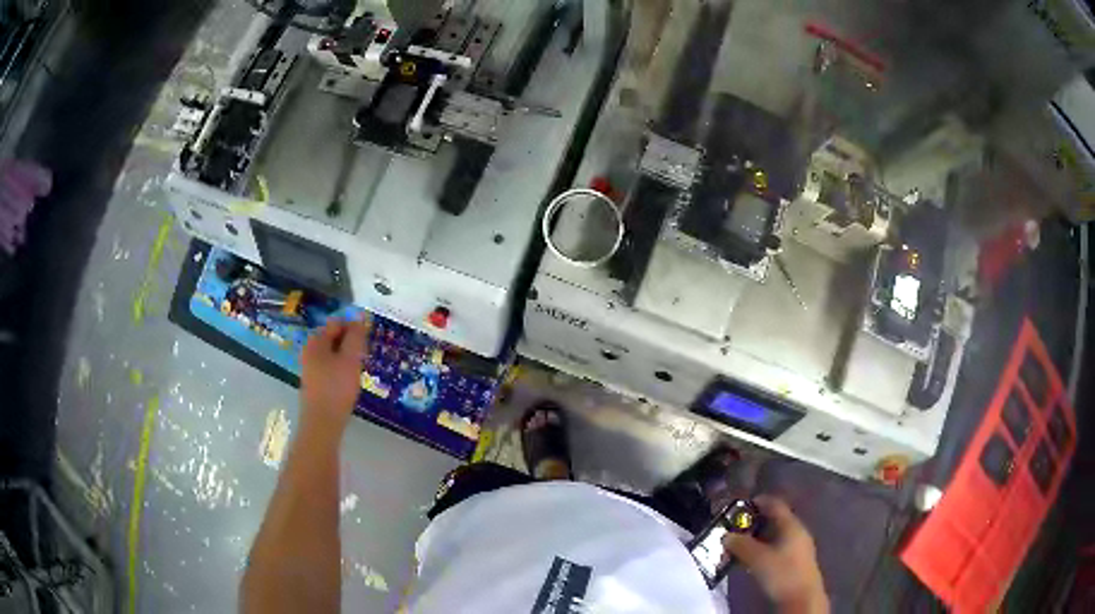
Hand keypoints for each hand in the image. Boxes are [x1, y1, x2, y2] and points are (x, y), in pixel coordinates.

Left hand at [300, 319, 368, 435]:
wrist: (322, 422)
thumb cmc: (337, 387)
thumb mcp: (350, 359)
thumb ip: (356, 336)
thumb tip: (360, 317)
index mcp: (316, 340)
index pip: (337, 323)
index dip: (354, 329)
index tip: (366, 344)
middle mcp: (310, 350)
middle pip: (334, 337)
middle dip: (350, 344)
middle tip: (363, 358)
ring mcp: (310, 366)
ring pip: (333, 353)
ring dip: (347, 357)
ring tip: (357, 371)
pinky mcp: (314, 380)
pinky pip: (329, 366)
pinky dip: (340, 369)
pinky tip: (348, 382)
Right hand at [723, 496, 827, 613]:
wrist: (802, 599)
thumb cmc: (782, 573)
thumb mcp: (757, 558)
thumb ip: (741, 545)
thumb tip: (726, 535)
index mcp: (792, 525)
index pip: (775, 505)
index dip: (758, 502)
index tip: (739, 505)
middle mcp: (798, 532)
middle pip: (775, 521)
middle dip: (754, 523)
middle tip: (735, 529)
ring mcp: (799, 547)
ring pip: (775, 537)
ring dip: (757, 539)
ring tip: (739, 546)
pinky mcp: (796, 562)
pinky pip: (778, 548)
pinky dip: (764, 549)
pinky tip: (753, 559)